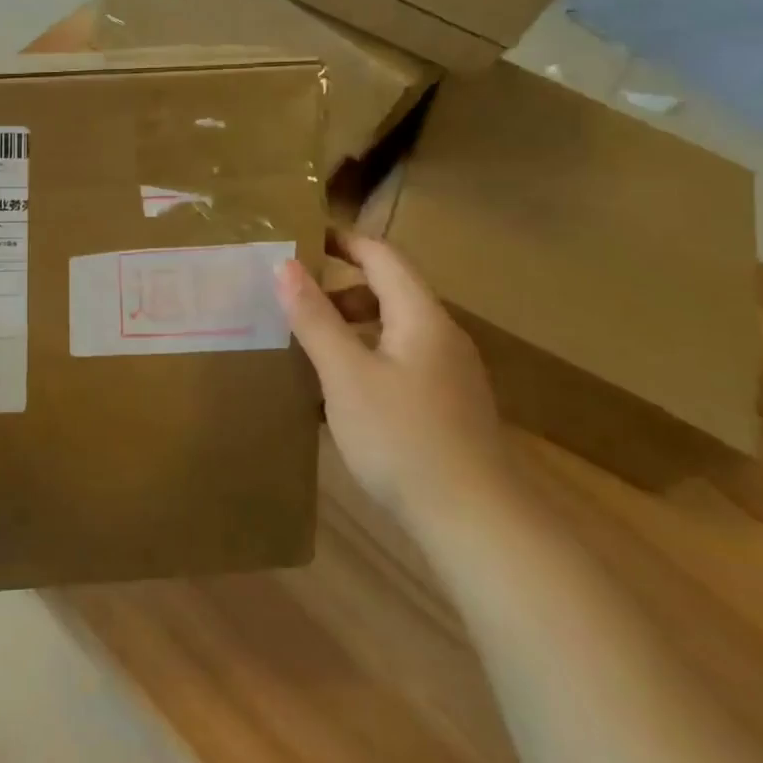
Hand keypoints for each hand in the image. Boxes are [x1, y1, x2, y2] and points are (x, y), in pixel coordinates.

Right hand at [275, 235, 503, 519]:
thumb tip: (285, 266)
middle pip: (388, 291)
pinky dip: (365, 358)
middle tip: (292, 301)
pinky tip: (339, 394)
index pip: (381, 256)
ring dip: (350, 327)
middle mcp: (441, 335)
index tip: (300, 238)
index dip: (342, 240)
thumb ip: (314, 318)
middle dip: (338, 289)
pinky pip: (400, 361)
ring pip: (393, 329)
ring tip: (308, 347)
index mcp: (421, 316)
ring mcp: (449, 373)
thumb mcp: (345, 375)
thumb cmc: (403, 439)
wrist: (478, 524)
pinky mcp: (448, 405)